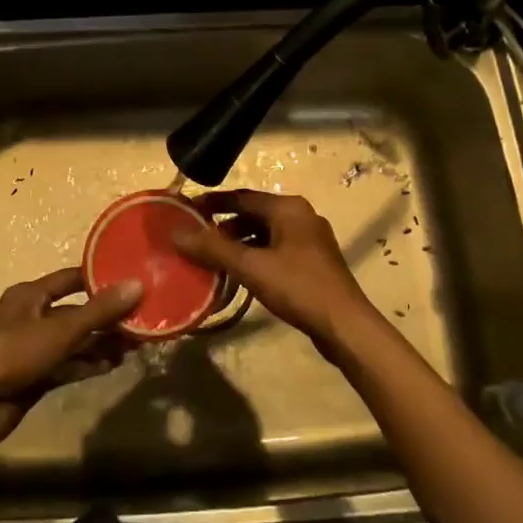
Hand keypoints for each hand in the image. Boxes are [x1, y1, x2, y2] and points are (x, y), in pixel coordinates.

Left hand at [0, 268, 141, 448]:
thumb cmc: (14, 352)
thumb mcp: (60, 328)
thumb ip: (99, 310)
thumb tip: (138, 284)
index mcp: (31, 295)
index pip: (71, 279)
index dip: (99, 278)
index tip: (130, 279)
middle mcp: (32, 318)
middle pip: (76, 312)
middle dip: (106, 317)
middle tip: (140, 318)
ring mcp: (33, 349)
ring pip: (74, 341)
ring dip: (101, 343)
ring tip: (134, 344)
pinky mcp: (35, 377)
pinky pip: (68, 365)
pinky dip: (88, 364)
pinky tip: (113, 365)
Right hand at [173, 189, 379, 354]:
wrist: (345, 325)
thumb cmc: (298, 287)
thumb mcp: (251, 266)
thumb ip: (213, 248)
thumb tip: (177, 233)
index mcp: (288, 207)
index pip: (242, 197)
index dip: (213, 203)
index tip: (186, 211)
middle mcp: (301, 216)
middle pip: (254, 214)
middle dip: (224, 226)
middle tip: (195, 239)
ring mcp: (310, 239)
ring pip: (265, 233)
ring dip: (239, 243)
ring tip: (212, 259)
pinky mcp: (313, 261)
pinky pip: (276, 249)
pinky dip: (255, 256)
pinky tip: (239, 274)